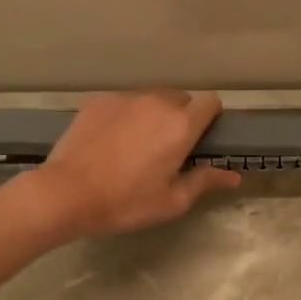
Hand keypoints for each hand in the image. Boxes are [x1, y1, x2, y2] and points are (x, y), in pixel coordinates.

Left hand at [33, 91, 240, 237]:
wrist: (66, 192)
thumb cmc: (126, 201)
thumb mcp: (171, 201)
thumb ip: (204, 181)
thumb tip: (233, 176)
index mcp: (181, 125)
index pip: (211, 102)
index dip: (211, 118)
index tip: (203, 138)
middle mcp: (157, 102)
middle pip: (181, 99)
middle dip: (181, 118)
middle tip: (169, 148)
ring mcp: (125, 98)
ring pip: (151, 98)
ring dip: (153, 115)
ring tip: (137, 145)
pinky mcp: (99, 101)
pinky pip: (124, 103)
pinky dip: (126, 116)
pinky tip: (111, 142)